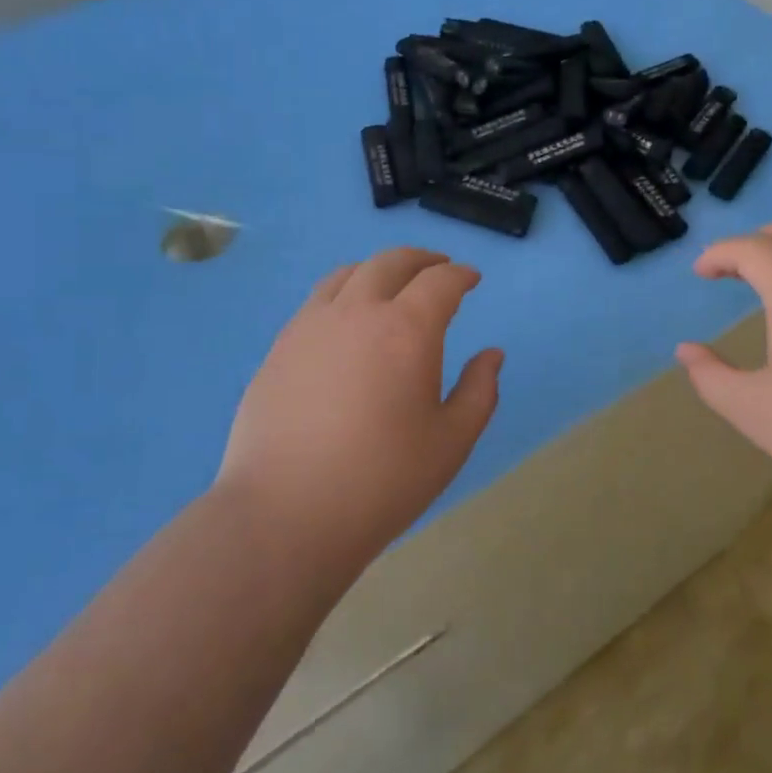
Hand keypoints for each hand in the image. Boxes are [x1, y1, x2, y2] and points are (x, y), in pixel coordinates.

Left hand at [215, 248, 502, 572]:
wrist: (286, 513)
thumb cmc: (383, 481)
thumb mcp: (452, 442)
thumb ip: (480, 391)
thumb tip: (492, 355)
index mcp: (407, 330)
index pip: (440, 282)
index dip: (461, 275)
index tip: (471, 279)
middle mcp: (357, 312)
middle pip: (390, 262)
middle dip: (421, 259)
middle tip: (438, 268)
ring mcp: (310, 326)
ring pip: (347, 274)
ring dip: (378, 269)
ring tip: (391, 284)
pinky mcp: (279, 347)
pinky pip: (317, 301)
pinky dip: (343, 292)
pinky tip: (346, 320)